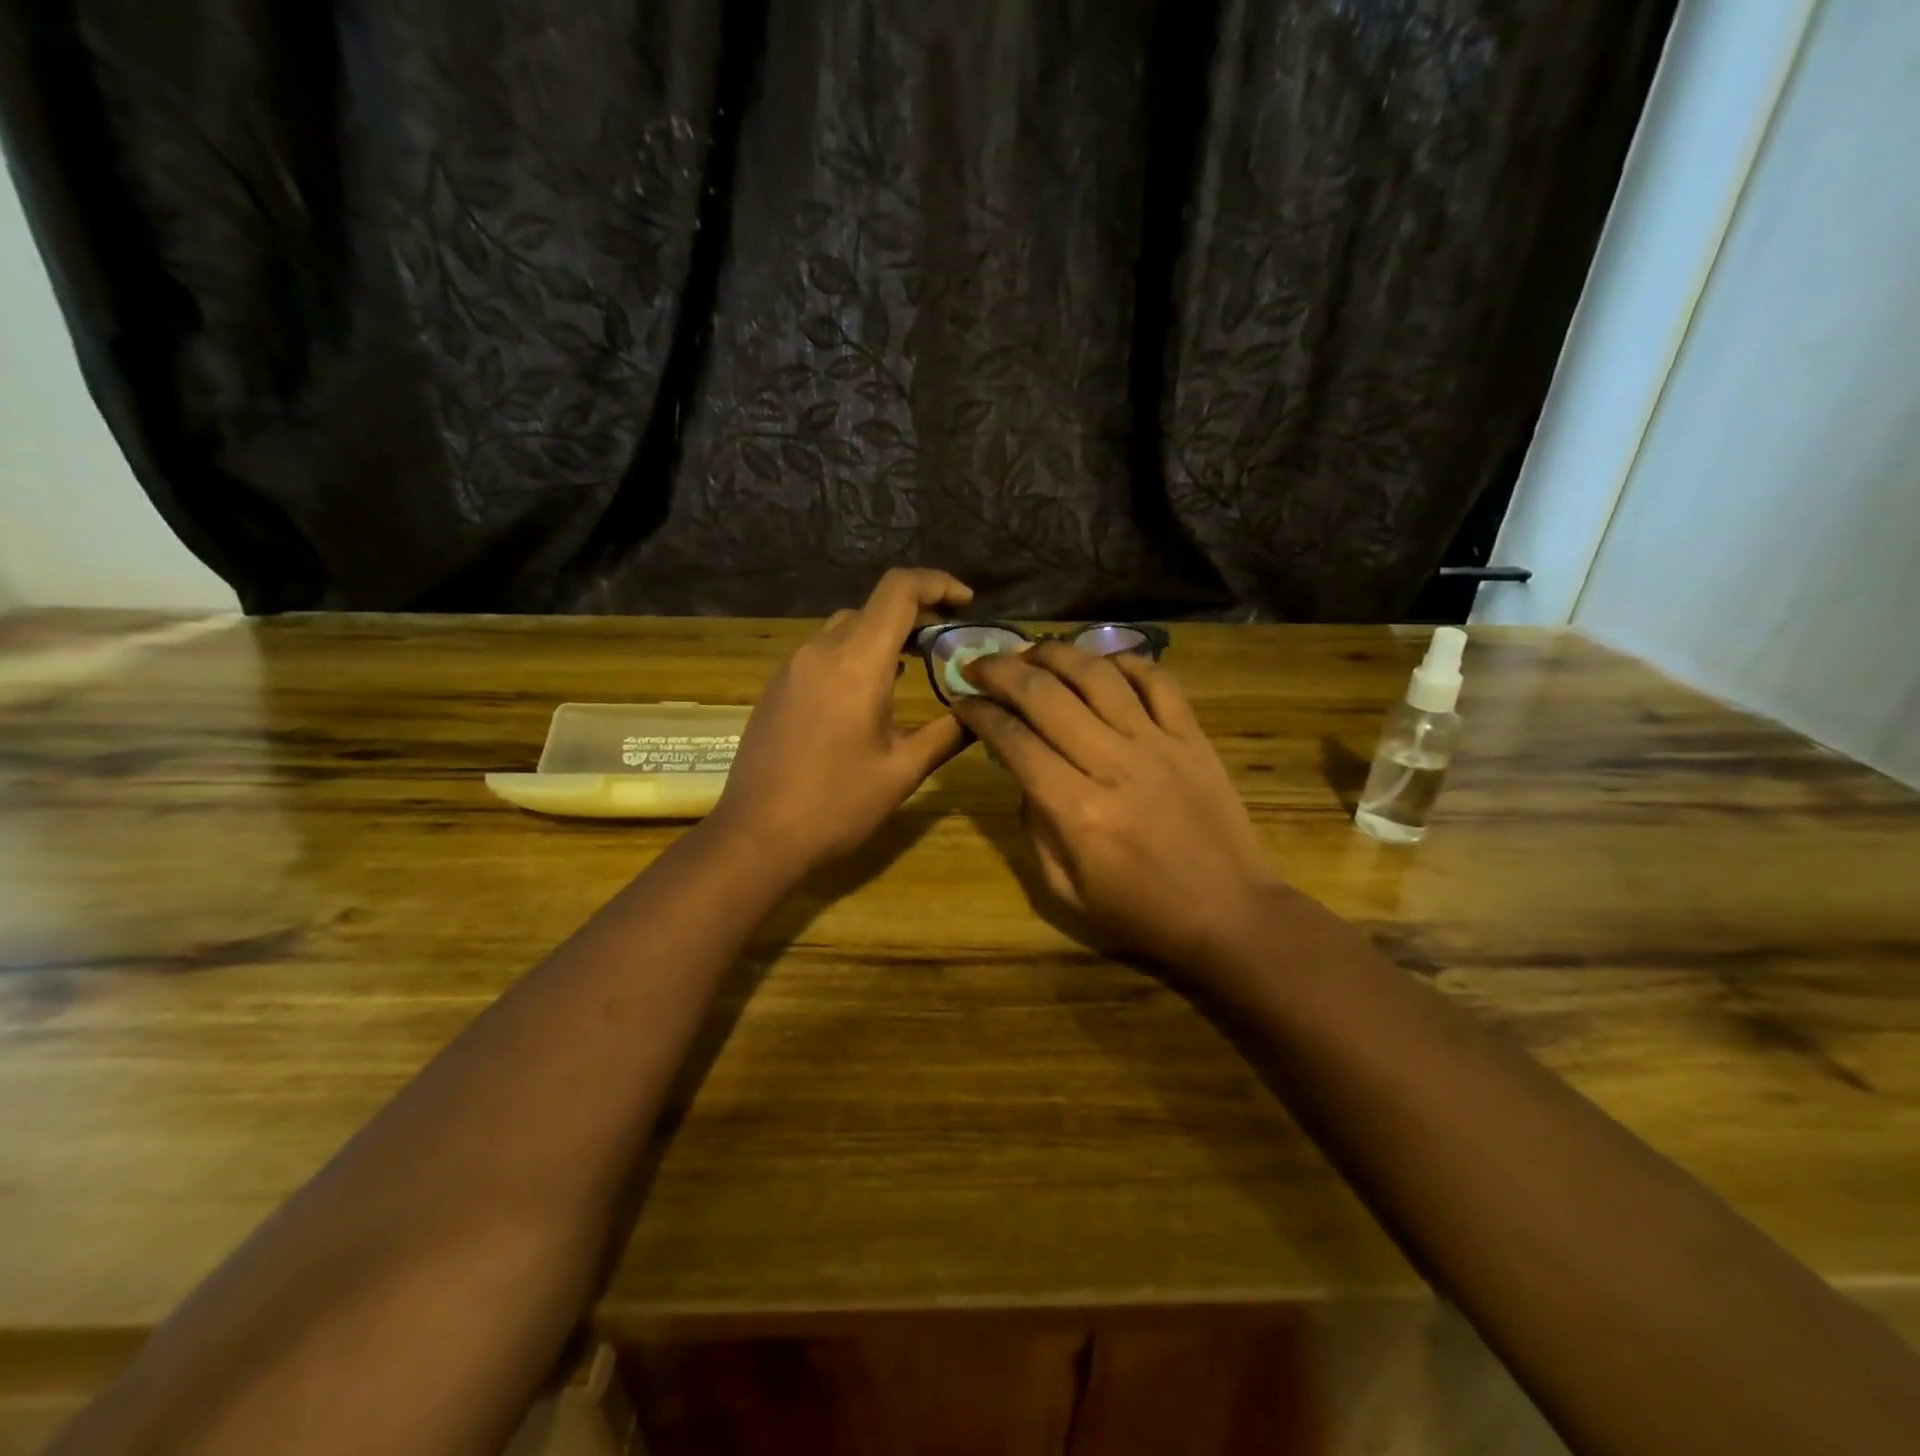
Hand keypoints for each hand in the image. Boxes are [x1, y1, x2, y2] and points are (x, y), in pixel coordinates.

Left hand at [707, 568, 972, 877]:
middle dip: (917, 613)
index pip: (899, 591)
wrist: (756, 837)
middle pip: (874, 606)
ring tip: (914, 663)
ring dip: (883, 634)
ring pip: (846, 627)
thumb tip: (982, 712)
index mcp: (857, 663)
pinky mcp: (778, 687)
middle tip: (948, 642)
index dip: (937, 583)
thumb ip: (948, 733)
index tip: (967, 603)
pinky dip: (855, 653)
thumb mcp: (903, 772)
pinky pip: (823, 651)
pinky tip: (869, 691)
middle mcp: (821, 652)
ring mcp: (793, 667)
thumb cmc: (836, 805)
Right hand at [953, 642, 1285, 973]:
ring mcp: (1158, 743)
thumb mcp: (1066, 890)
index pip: (1014, 741)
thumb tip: (1024, 776)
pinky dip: (1125, 661)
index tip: (962, 701)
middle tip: (979, 663)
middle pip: (1045, 695)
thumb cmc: (1142, 911)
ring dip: (1055, 654)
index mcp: (1076, 810)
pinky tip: (1099, 662)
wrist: (1231, 914)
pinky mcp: (1192, 736)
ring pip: (1097, 675)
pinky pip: (1158, 680)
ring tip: (1030, 651)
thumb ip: (1035, 828)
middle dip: (1001, 671)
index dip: (980, 714)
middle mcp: (1113, 764)